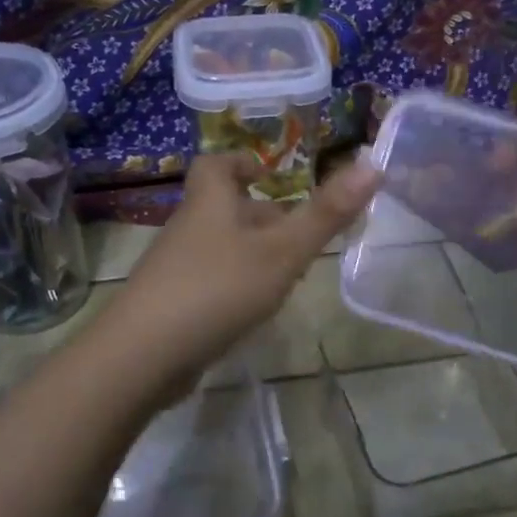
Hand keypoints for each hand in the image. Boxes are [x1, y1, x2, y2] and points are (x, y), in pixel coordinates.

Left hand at [94, 153, 378, 392]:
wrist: (144, 354)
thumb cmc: (218, 288)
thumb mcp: (282, 251)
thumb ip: (326, 213)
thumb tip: (372, 164)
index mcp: (210, 203)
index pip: (215, 165)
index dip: (239, 162)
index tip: (266, 172)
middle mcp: (188, 229)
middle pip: (222, 209)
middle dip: (259, 215)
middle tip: (297, 231)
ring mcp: (175, 268)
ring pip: (219, 248)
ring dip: (251, 253)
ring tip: (288, 274)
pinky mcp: (170, 304)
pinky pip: (209, 282)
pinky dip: (234, 286)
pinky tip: (255, 311)